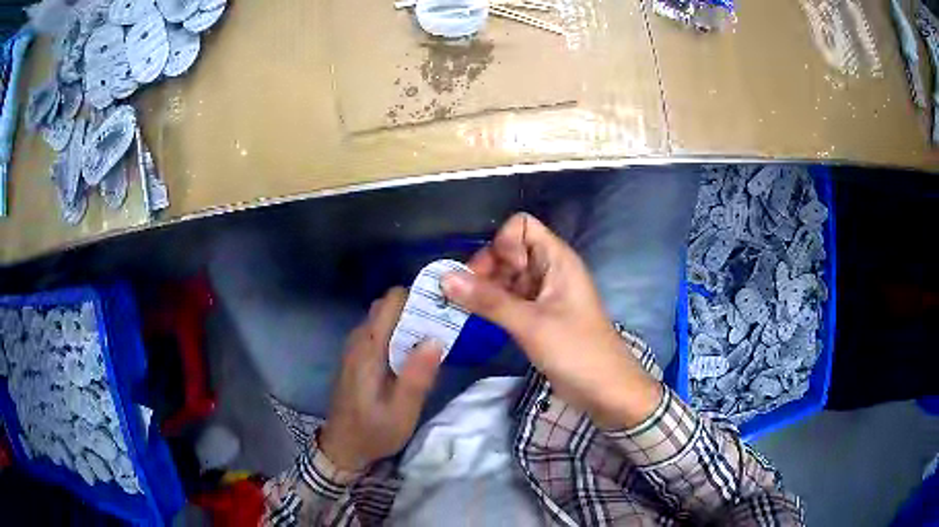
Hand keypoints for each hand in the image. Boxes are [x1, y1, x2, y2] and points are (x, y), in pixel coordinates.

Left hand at [319, 288, 442, 470]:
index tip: (444, 307)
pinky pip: (378, 331)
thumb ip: (417, 377)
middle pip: (387, 305)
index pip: (391, 301)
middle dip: (416, 307)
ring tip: (436, 335)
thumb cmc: (373, 432)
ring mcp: (355, 348)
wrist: (343, 448)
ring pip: (382, 317)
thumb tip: (436, 338)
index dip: (418, 297)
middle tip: (444, 324)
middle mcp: (359, 340)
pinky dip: (398, 332)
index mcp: (369, 348)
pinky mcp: (357, 357)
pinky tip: (414, 352)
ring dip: (409, 319)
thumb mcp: (401, 412)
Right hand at [441, 213, 660, 428]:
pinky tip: (476, 319)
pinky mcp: (538, 317)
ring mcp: (544, 295)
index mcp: (557, 260)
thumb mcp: (531, 324)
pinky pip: (509, 300)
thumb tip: (445, 279)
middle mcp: (550, 271)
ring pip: (507, 277)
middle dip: (486, 268)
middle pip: (509, 251)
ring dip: (485, 289)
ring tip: (463, 309)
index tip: (493, 275)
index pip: (521, 227)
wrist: (606, 391)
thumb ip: (488, 301)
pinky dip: (492, 305)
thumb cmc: (576, 351)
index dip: (503, 244)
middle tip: (466, 297)